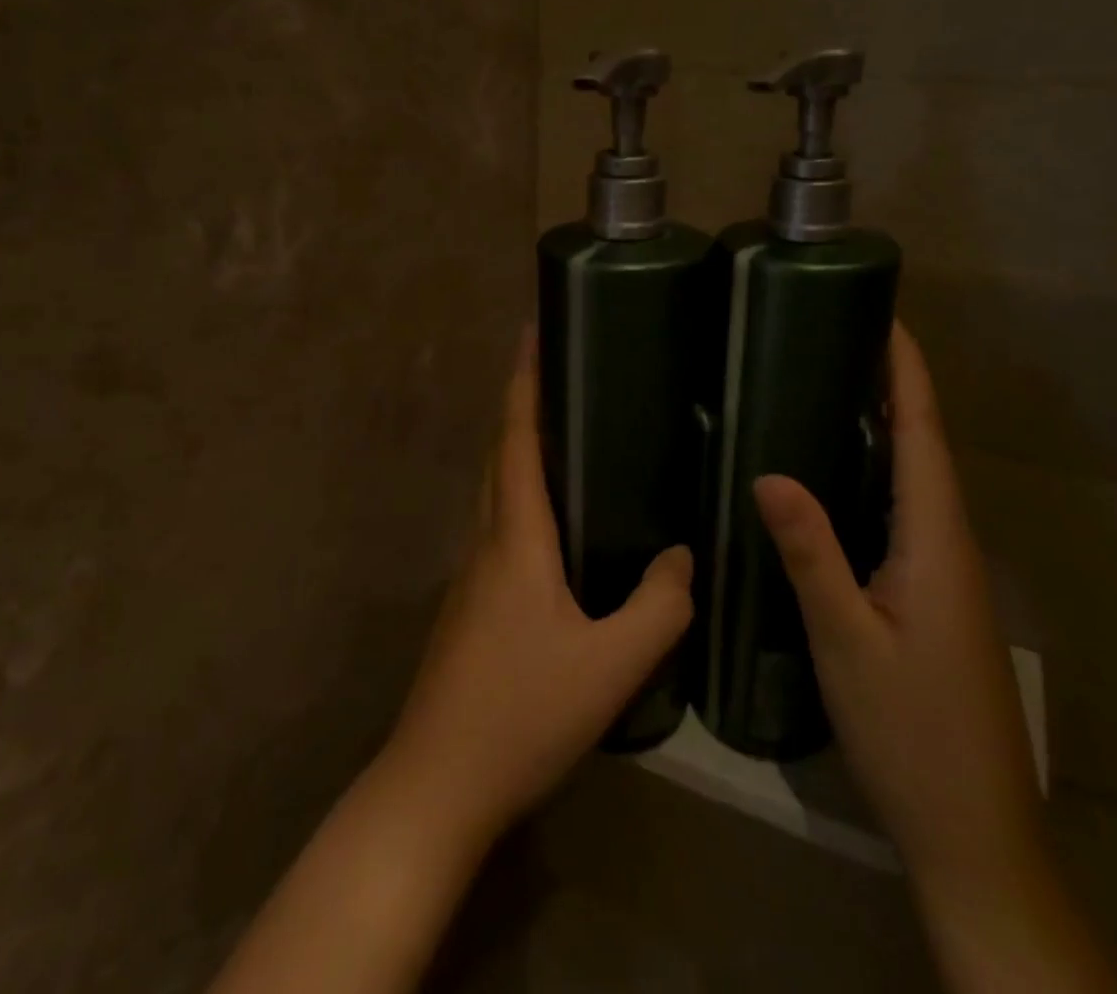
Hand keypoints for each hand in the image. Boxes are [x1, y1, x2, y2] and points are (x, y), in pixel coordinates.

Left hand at [383, 329, 694, 846]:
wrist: (435, 786)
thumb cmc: (521, 713)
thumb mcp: (609, 665)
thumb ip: (657, 608)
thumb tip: (681, 557)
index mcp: (514, 537)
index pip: (517, 439)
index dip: (524, 382)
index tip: (532, 331)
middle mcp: (485, 541)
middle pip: (500, 455)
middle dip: (523, 404)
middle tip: (562, 374)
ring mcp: (470, 575)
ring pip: (495, 492)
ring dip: (520, 451)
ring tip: (564, 434)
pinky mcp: (468, 606)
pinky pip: (497, 527)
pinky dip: (521, 498)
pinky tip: (553, 525)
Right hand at [754, 321, 1042, 900]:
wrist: (974, 833)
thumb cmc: (911, 731)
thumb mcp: (846, 639)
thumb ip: (811, 552)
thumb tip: (769, 472)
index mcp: (936, 541)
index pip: (923, 436)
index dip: (907, 374)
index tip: (885, 317)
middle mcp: (950, 545)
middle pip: (924, 448)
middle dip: (893, 387)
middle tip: (838, 338)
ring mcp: (947, 574)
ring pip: (916, 481)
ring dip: (887, 427)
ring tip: (832, 385)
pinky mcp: (935, 597)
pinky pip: (905, 512)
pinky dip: (878, 472)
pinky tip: (839, 475)